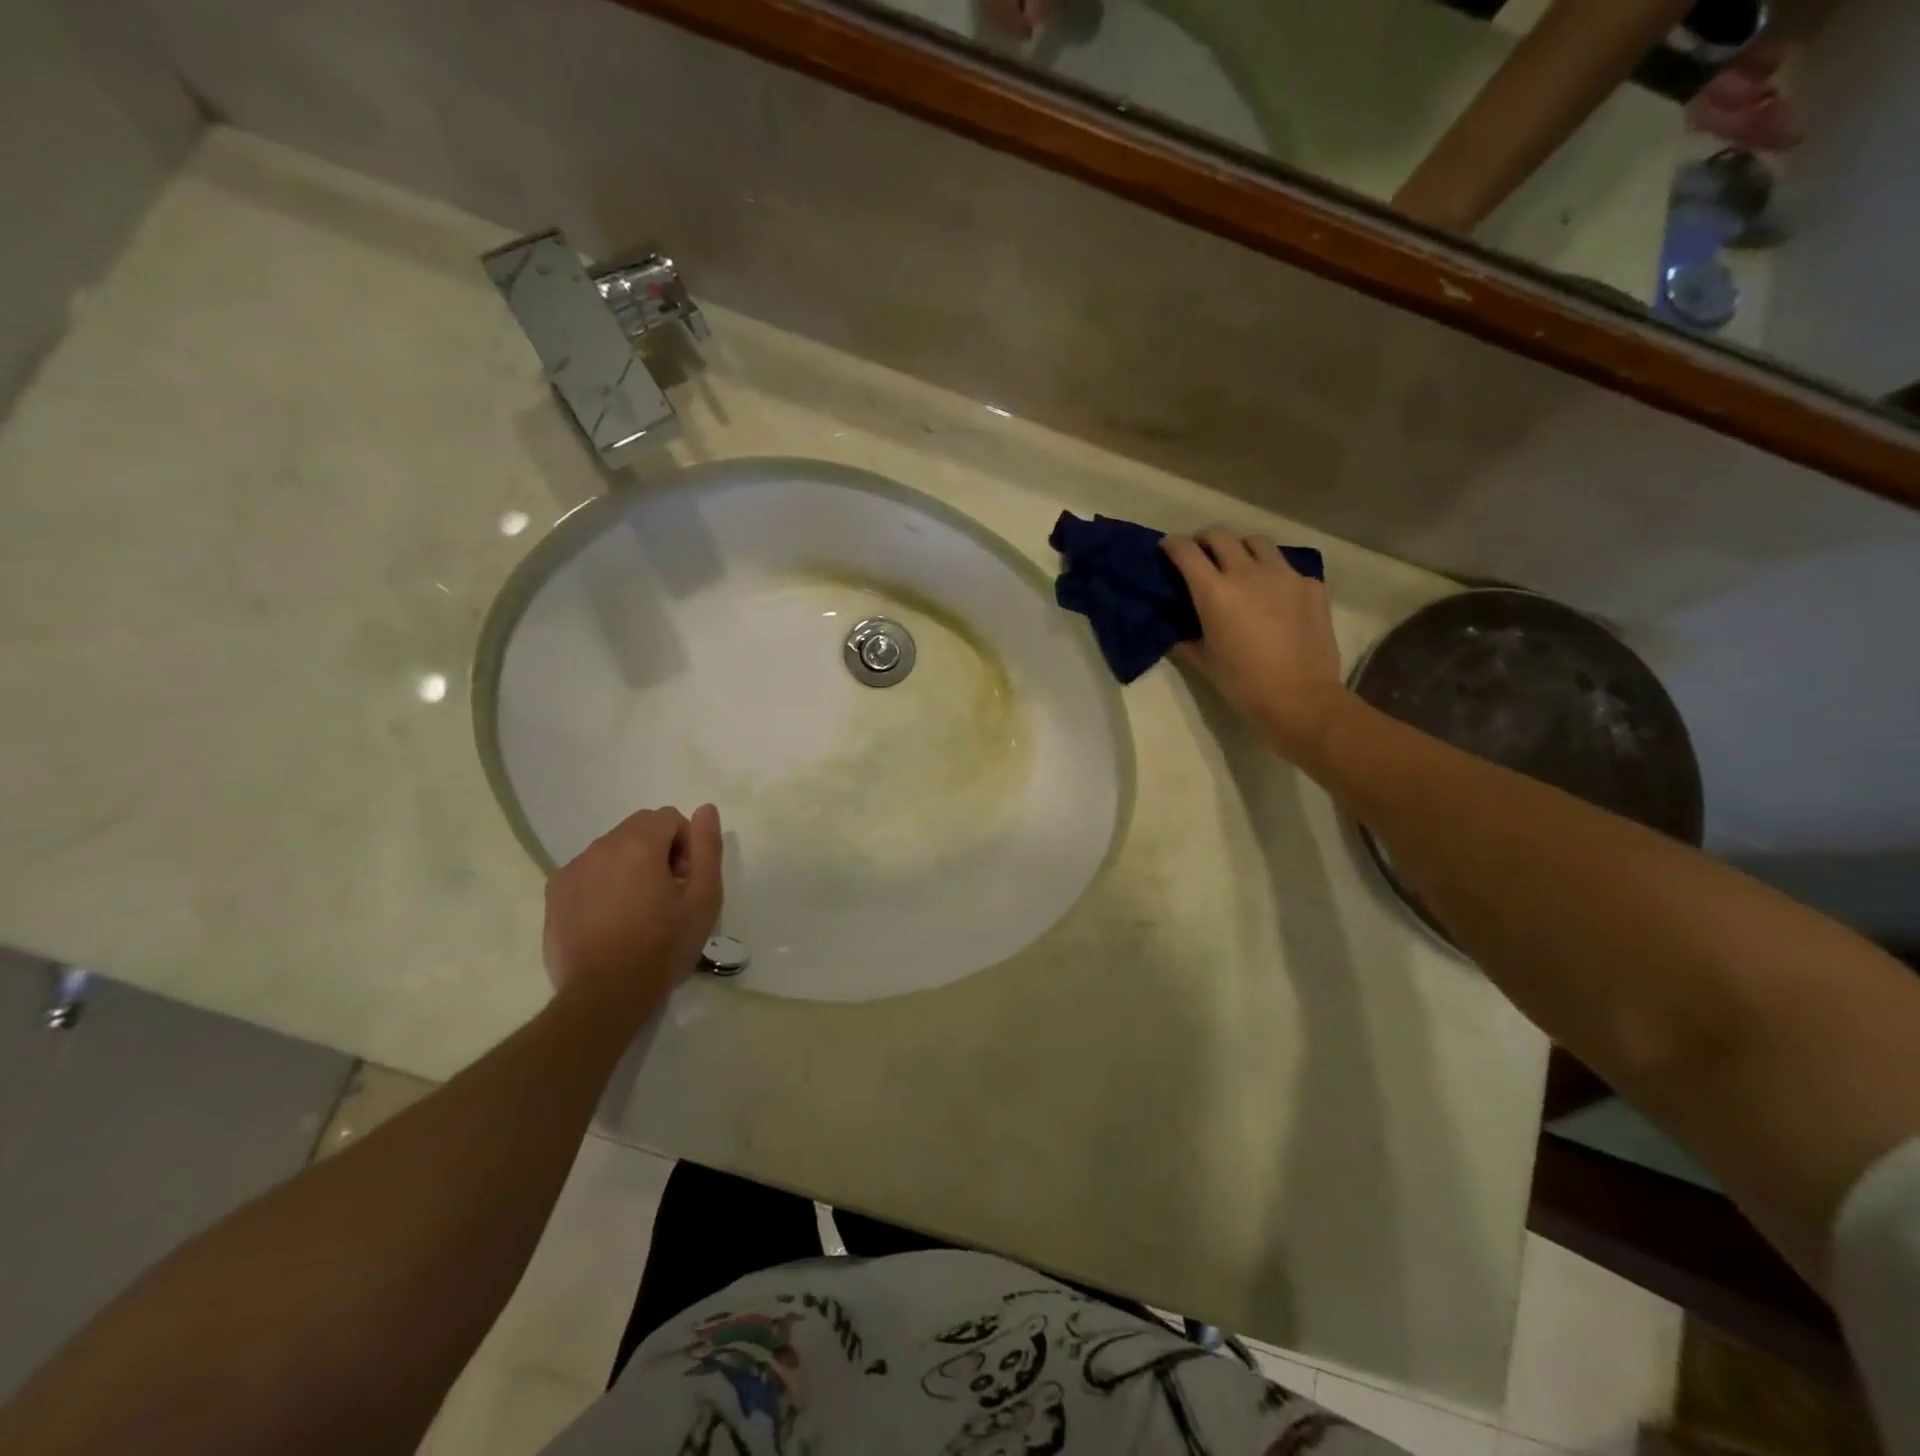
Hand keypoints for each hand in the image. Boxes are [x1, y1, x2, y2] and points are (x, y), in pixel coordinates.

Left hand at [543, 804, 722, 1013]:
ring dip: (630, 868)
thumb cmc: (662, 946)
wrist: (604, 996)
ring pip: (611, 852)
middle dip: (659, 852)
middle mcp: (600, 847)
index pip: (668, 818)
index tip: (687, 881)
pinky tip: (612, 922)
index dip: (686, 845)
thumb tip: (705, 809)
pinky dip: (604, 885)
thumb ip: (707, 847)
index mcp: (637, 843)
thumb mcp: (704, 898)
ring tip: (640, 912)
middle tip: (668, 896)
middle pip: (638, 831)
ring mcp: (571, 871)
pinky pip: (588, 874)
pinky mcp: (554, 895)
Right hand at [1162, 528, 1348, 761]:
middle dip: (1204, 540)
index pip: (1186, 552)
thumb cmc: (1243, 683)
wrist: (1301, 698)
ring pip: (1257, 542)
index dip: (1172, 545)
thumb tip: (1175, 627)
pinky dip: (1272, 572)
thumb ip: (1185, 637)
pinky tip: (1273, 594)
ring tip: (1239, 565)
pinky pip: (1286, 567)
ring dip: (1241, 548)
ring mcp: (1284, 575)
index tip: (1166, 549)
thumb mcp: (1203, 661)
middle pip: (1221, 536)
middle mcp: (1248, 572)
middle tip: (1200, 554)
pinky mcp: (1310, 585)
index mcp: (1215, 591)